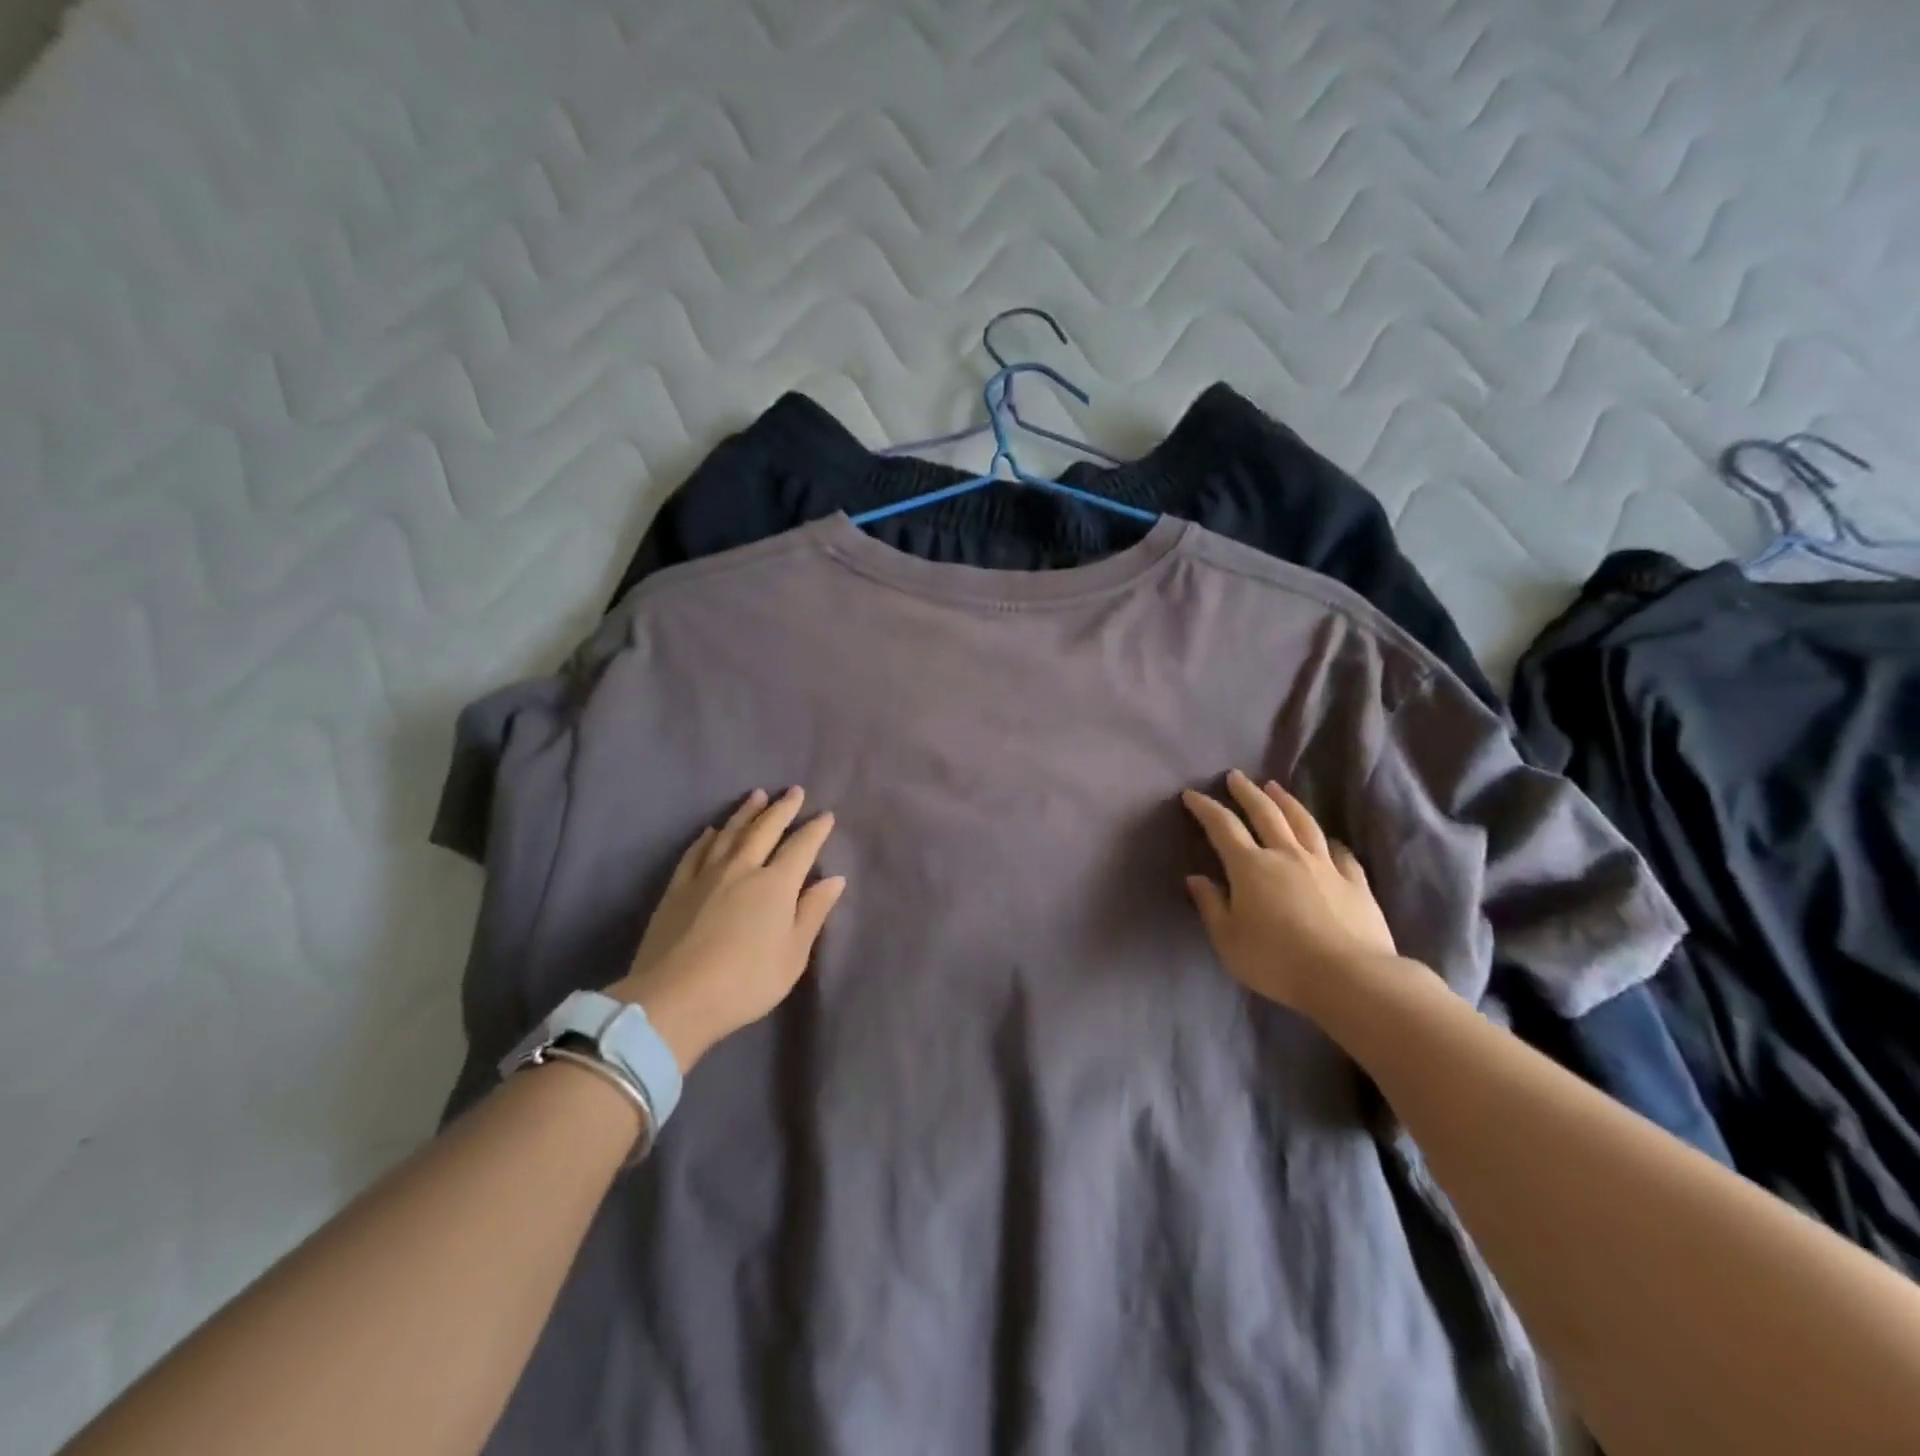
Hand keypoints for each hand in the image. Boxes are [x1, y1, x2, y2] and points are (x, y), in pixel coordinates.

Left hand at [608, 787, 846, 1071]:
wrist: (675, 999)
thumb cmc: (746, 981)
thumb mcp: (793, 954)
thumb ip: (813, 912)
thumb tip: (834, 878)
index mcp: (775, 885)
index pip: (801, 847)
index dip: (815, 830)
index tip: (825, 815)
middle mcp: (742, 869)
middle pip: (765, 830)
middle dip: (782, 809)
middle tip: (794, 791)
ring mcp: (705, 876)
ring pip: (730, 833)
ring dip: (746, 813)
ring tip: (757, 795)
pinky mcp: (676, 889)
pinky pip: (695, 853)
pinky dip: (706, 838)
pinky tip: (711, 831)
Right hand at [1181, 769, 1396, 1014]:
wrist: (1350, 978)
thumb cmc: (1277, 961)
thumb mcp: (1228, 940)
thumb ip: (1211, 906)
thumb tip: (1196, 879)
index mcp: (1250, 867)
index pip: (1222, 827)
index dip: (1205, 808)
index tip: (1192, 794)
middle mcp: (1286, 855)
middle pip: (1265, 813)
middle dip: (1247, 792)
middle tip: (1235, 776)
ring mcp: (1325, 866)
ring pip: (1303, 823)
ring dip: (1286, 802)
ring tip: (1275, 787)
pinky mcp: (1355, 883)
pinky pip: (1341, 853)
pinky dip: (1329, 842)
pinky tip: (1328, 840)